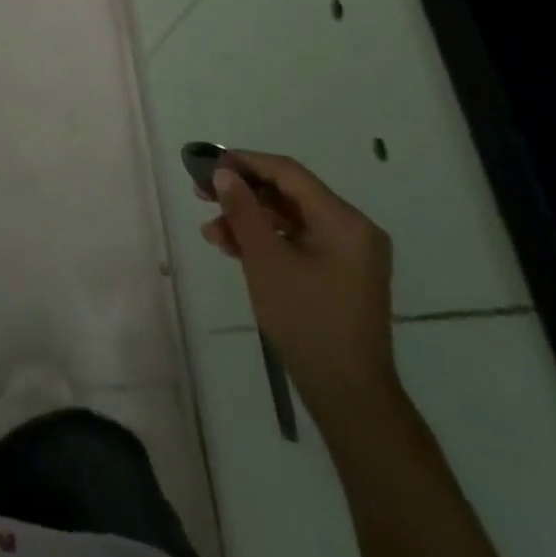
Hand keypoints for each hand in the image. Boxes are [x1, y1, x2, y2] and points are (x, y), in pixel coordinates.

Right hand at [200, 150, 397, 419]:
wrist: (348, 394)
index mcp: (344, 220)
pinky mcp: (341, 274)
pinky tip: (234, 248)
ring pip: (291, 220)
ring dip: (250, 220)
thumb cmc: (306, 319)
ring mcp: (349, 254)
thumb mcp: (265, 260)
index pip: (288, 173)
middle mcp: (353, 229)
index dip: (246, 162)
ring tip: (212, 232)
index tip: (208, 164)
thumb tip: (224, 174)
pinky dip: (268, 241)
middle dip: (244, 194)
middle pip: (290, 194)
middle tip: (202, 194)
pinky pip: (299, 242)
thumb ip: (243, 210)